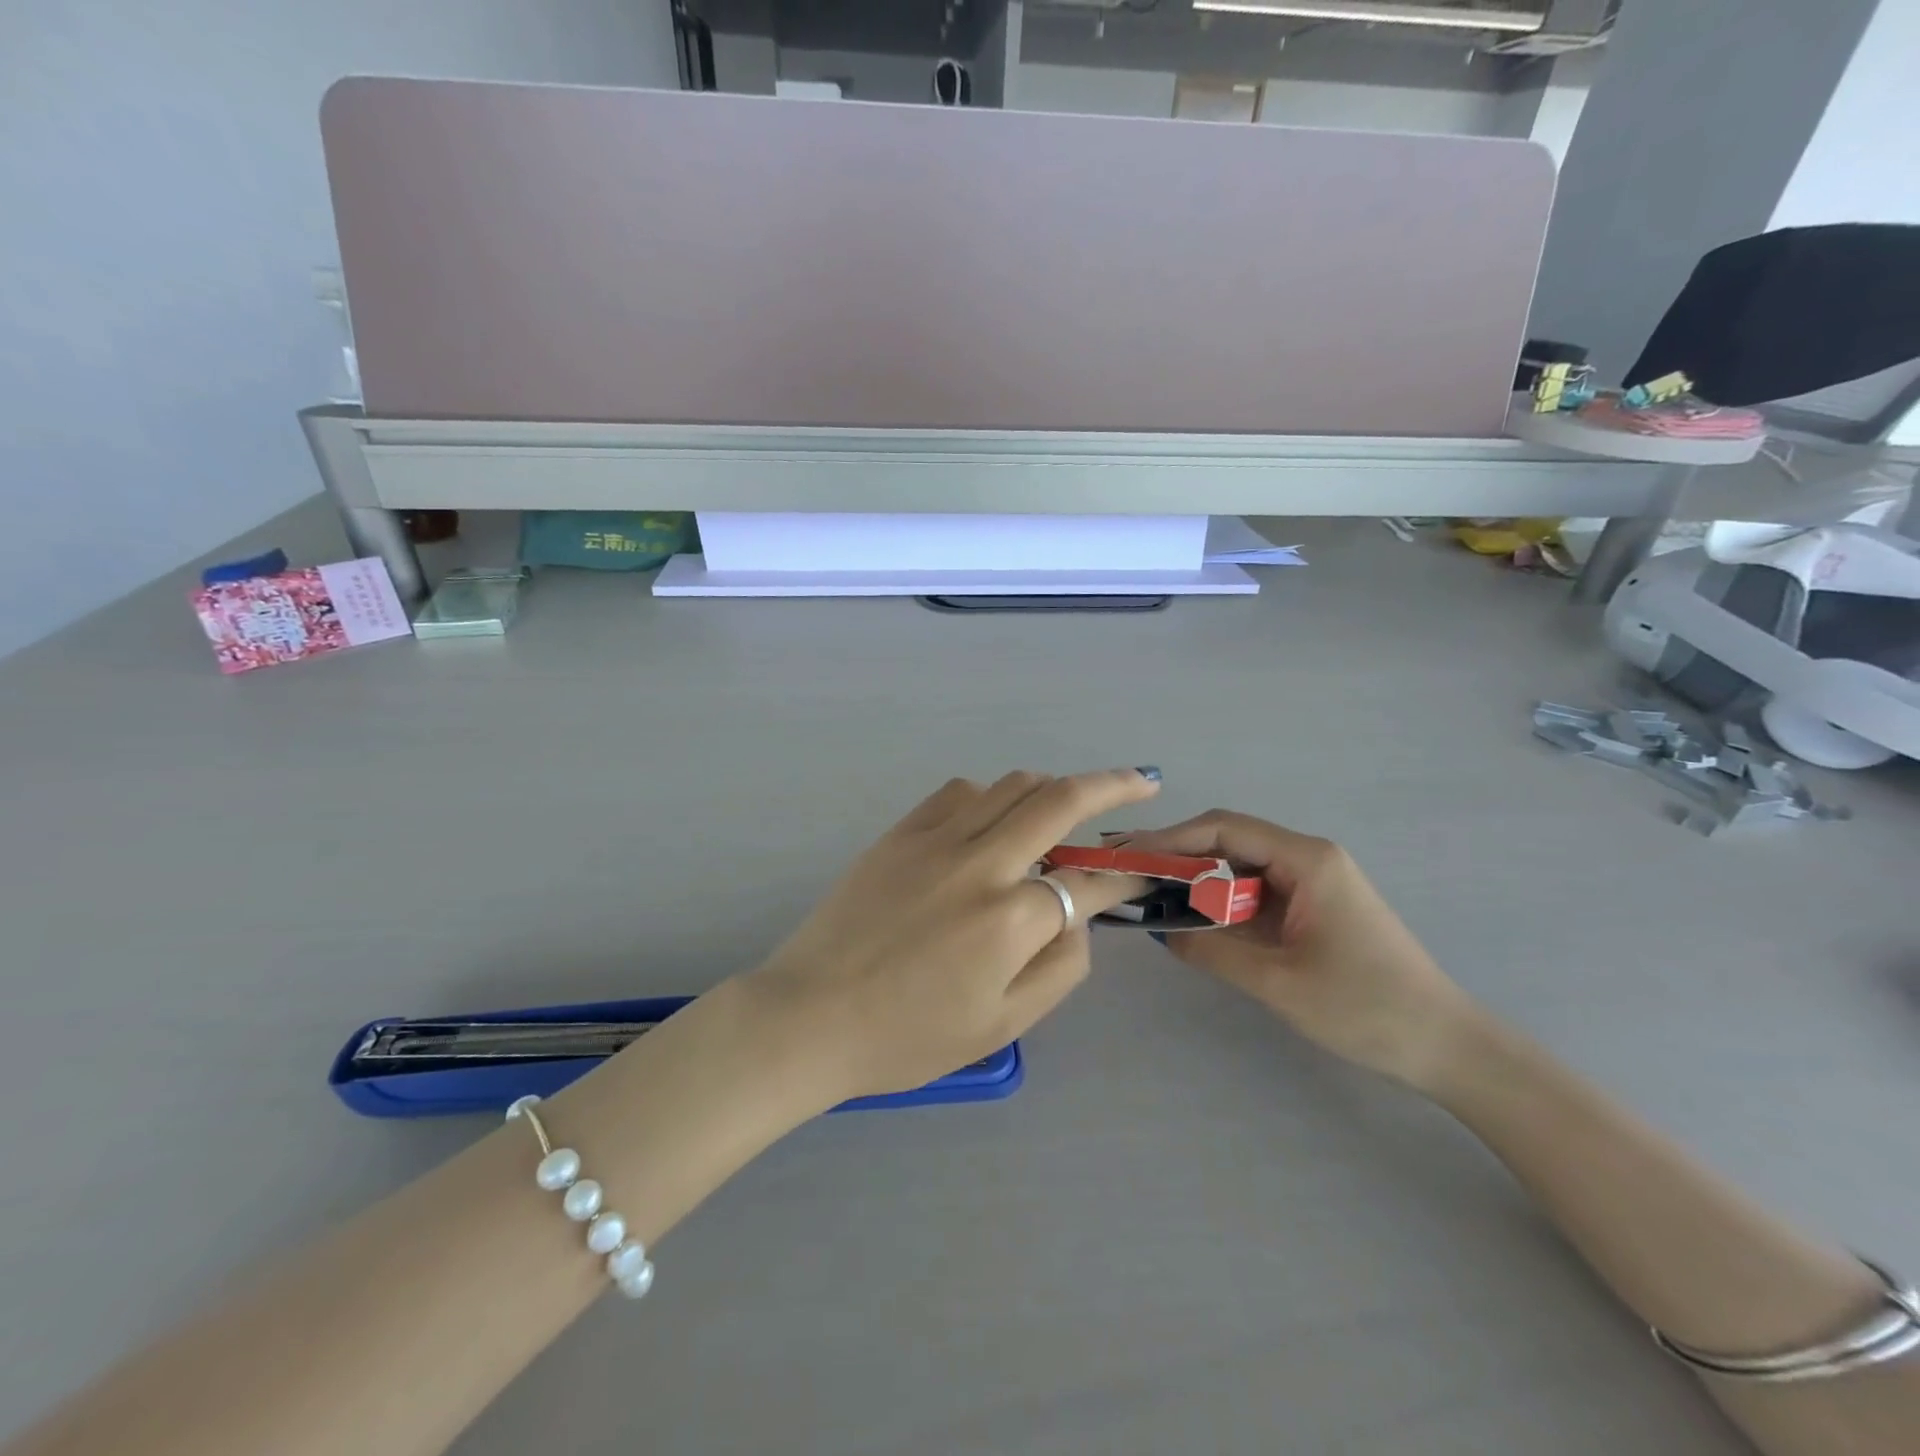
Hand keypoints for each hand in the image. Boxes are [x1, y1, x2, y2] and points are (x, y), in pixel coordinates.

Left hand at [745, 769, 1161, 1099]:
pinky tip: (991, 818)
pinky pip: (958, 791)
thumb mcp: (1001, 1026)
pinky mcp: (900, 832)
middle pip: (1059, 800)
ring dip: (1050, 787)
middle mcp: (980, 862)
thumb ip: (1058, 968)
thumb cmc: (906, 1036)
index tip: (1139, 873)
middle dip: (1112, 784)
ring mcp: (936, 839)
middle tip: (1141, 779)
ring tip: (1066, 805)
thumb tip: (1079, 919)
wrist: (809, 1017)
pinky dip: (990, 795)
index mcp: (1010, 919)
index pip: (1089, 882)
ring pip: (1011, 785)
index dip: (1122, 876)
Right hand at [1115, 812, 1477, 1089]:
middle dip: (1175, 854)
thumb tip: (1158, 930)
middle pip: (1228, 841)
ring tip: (1146, 891)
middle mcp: (1308, 858)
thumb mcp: (1277, 982)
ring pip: (1238, 866)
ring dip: (1195, 879)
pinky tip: (1189, 916)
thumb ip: (1212, 950)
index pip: (1223, 828)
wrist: (1446, 1046)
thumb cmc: (1366, 1008)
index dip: (1170, 838)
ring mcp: (1312, 883)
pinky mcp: (1312, 908)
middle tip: (1126, 870)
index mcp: (1307, 860)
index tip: (1127, 855)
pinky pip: (1254, 892)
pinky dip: (1219, 901)